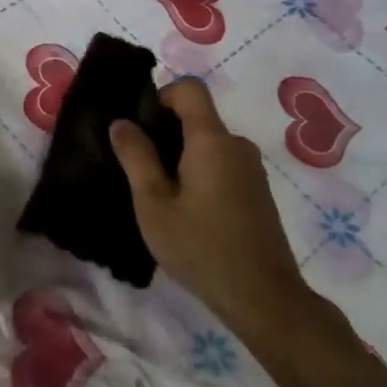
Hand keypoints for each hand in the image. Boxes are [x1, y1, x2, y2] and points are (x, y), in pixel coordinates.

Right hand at [108, 78, 314, 354]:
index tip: (140, 127)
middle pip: (197, 118)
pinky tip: (186, 211)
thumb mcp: (154, 204)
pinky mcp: (257, 192)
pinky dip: (199, 173)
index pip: (189, 89)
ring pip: (208, 144)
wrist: (264, 298)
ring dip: (180, 157)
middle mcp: (237, 145)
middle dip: (165, 133)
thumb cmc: (200, 247)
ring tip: (158, 195)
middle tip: (138, 168)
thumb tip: (122, 122)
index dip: (161, 96)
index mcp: (212, 140)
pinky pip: (221, 164)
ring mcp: (251, 169)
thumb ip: (136, 157)